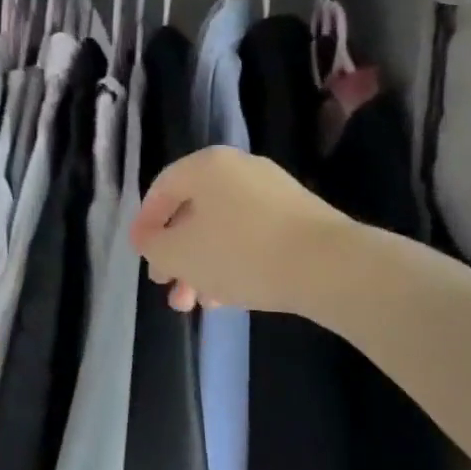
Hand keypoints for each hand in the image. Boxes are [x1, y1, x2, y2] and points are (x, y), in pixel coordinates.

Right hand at [131, 147, 351, 314]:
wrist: (329, 266)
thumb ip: (154, 246)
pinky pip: (251, 235)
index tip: (141, 256)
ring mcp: (272, 191)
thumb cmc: (241, 252)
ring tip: (198, 304)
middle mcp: (238, 168)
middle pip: (193, 211)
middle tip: (169, 290)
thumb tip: (149, 239)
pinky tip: (229, 296)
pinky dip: (233, 261)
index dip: (145, 224)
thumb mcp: (180, 254)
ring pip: (222, 227)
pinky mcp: (297, 216)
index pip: (162, 188)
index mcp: (206, 166)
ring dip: (203, 265)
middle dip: (177, 255)